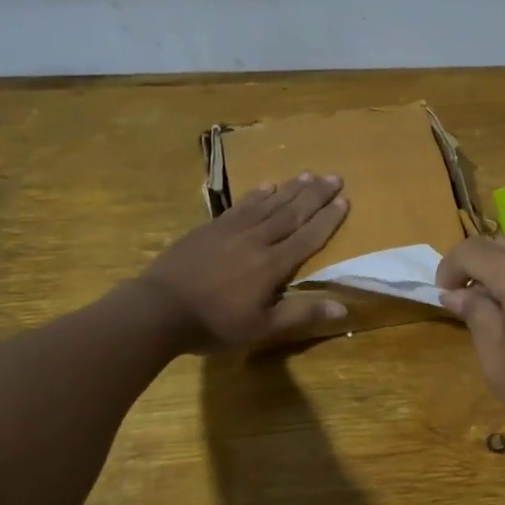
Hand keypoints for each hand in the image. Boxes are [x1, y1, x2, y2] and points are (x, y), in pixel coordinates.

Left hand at [136, 174, 349, 351]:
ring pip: (268, 204)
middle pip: (291, 212)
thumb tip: (342, 307)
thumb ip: (301, 315)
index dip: (328, 219)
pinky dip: (256, 195)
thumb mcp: (262, 329)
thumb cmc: (215, 324)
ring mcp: (231, 231)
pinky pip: (240, 206)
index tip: (345, 199)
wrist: (159, 309)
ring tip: (308, 175)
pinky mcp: (209, 229)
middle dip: (315, 195)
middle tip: (335, 176)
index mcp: (273, 265)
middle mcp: (256, 240)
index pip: (308, 237)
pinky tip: (266, 186)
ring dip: (290, 189)